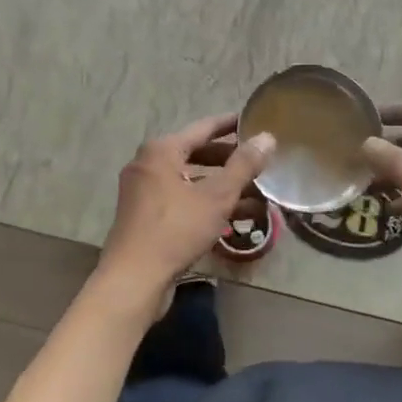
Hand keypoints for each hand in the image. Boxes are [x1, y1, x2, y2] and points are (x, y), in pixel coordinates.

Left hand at [98, 114, 274, 301]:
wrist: (134, 280)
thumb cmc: (175, 229)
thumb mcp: (216, 196)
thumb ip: (243, 166)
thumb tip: (267, 137)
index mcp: (161, 150)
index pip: (203, 128)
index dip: (230, 125)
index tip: (254, 121)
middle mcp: (148, 164)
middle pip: (196, 154)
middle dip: (230, 162)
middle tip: (260, 163)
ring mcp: (144, 192)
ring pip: (191, 181)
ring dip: (222, 187)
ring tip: (257, 195)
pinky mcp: (145, 217)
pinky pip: (182, 200)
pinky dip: (206, 204)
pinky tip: (234, 217)